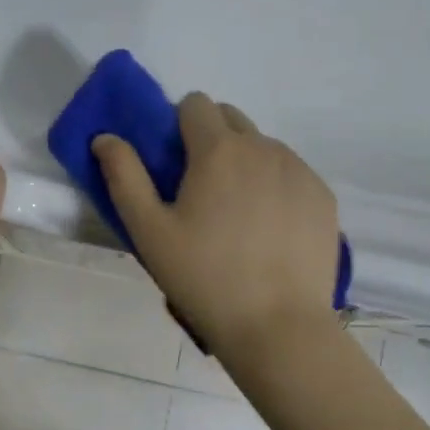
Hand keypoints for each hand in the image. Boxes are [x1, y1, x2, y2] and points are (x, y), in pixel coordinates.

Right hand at [92, 93, 337, 357]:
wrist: (279, 326)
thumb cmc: (204, 278)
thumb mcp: (149, 231)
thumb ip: (124, 176)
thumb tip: (105, 137)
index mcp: (219, 149)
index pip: (195, 104)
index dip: (178, 126)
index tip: (175, 165)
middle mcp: (264, 147)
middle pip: (231, 119)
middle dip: (212, 139)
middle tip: (202, 191)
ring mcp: (299, 170)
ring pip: (263, 146)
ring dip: (246, 163)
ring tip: (238, 217)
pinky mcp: (323, 196)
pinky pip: (292, 173)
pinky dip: (276, 186)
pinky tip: (270, 231)